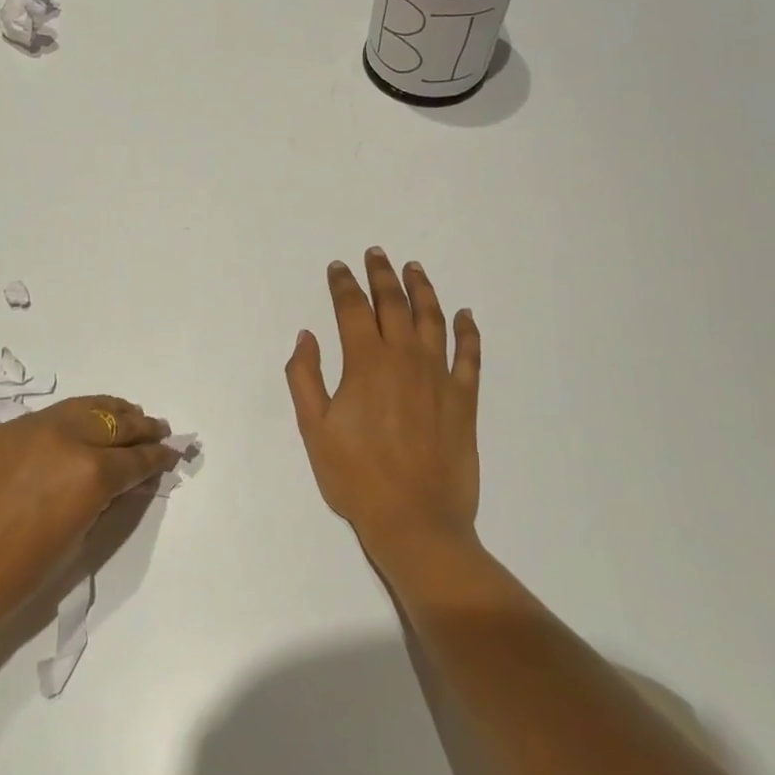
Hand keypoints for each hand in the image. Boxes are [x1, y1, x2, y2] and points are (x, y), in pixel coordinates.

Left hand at [0, 396, 174, 636]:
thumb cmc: (10, 578)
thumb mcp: (72, 542)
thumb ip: (101, 503)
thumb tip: (117, 484)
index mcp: (90, 473)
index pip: (136, 459)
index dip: (158, 457)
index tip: (172, 453)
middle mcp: (67, 438)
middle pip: (116, 424)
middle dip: (142, 428)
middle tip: (158, 430)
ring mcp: (33, 427)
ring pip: (86, 407)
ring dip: (112, 412)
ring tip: (128, 414)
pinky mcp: (5, 429)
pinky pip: (53, 414)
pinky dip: (77, 415)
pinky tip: (81, 423)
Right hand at [285, 250, 482, 569]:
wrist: (416, 520)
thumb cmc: (356, 477)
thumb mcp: (314, 429)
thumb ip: (305, 377)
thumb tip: (307, 336)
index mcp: (366, 363)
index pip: (352, 309)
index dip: (343, 284)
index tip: (338, 267)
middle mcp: (404, 358)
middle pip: (393, 304)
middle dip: (382, 275)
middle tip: (376, 254)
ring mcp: (439, 376)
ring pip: (432, 319)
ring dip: (422, 289)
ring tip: (414, 269)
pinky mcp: (464, 398)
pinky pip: (469, 354)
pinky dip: (467, 330)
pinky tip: (465, 315)